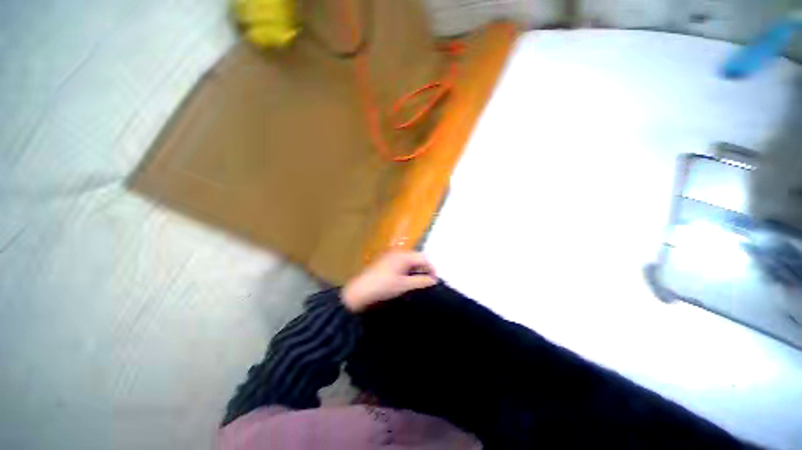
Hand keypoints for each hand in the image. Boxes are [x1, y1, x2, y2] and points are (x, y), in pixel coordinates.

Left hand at [342, 251, 437, 312]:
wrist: (360, 290)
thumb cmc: (384, 286)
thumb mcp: (404, 285)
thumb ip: (421, 281)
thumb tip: (434, 280)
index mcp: (404, 255)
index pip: (424, 258)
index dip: (431, 269)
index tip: (435, 281)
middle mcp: (398, 252)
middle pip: (416, 258)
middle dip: (424, 269)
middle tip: (427, 282)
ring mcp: (391, 256)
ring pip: (409, 260)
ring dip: (415, 270)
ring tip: (418, 282)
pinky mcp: (385, 261)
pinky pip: (401, 263)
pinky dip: (407, 270)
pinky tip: (406, 279)